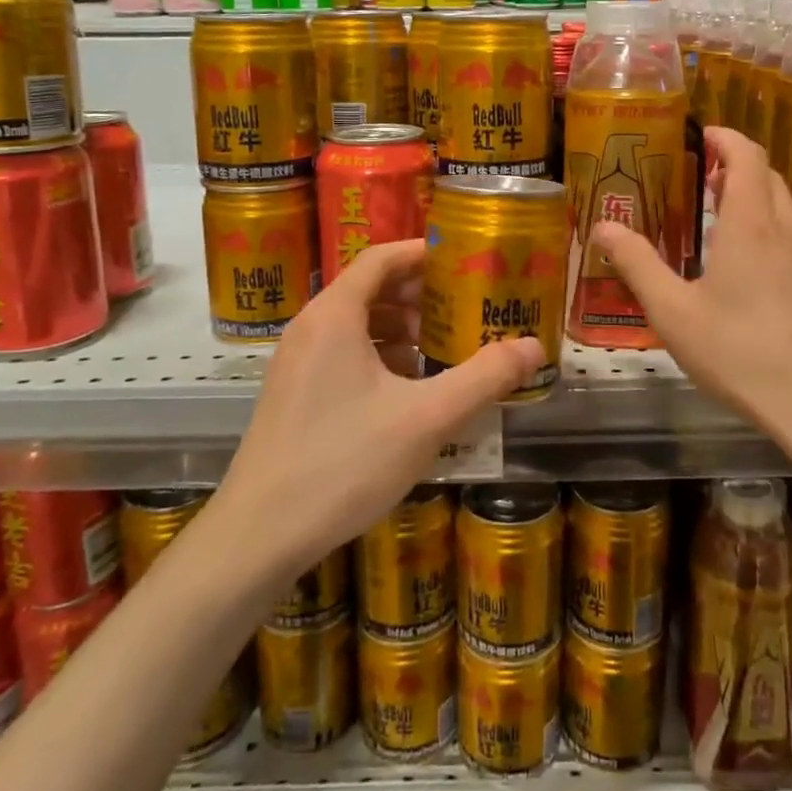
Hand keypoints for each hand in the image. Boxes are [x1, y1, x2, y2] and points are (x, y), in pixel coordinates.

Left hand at [216, 239, 541, 581]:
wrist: (257, 536)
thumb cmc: (343, 463)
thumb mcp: (426, 418)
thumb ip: (484, 378)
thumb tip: (534, 347)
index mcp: (334, 315)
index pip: (381, 258)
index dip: (423, 254)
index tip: (465, 261)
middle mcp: (310, 327)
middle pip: (370, 288)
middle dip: (419, 294)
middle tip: (466, 305)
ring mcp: (296, 362)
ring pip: (356, 324)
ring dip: (400, 327)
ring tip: (443, 345)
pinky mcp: (293, 394)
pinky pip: (342, 353)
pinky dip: (379, 355)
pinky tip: (408, 387)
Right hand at [593, 127, 791, 463]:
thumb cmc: (741, 354)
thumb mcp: (674, 313)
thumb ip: (637, 265)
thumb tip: (603, 227)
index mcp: (751, 226)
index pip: (748, 157)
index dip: (727, 138)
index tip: (705, 135)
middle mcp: (790, 232)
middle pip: (769, 179)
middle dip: (739, 168)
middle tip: (705, 180)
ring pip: (788, 211)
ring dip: (758, 201)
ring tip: (725, 224)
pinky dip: (774, 234)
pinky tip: (758, 273)